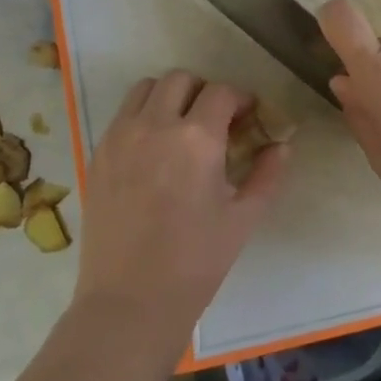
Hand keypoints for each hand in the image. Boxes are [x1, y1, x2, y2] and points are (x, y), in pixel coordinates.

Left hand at [73, 71, 287, 358]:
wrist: (130, 301)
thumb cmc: (196, 262)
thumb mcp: (243, 218)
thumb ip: (268, 174)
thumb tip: (282, 145)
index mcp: (196, 139)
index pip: (222, 92)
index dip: (240, 99)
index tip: (247, 117)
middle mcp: (155, 125)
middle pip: (181, 79)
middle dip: (203, 92)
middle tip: (214, 121)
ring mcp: (120, 137)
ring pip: (146, 89)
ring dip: (169, 97)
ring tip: (179, 128)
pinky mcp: (98, 155)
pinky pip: (122, 116)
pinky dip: (142, 117)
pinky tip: (152, 151)